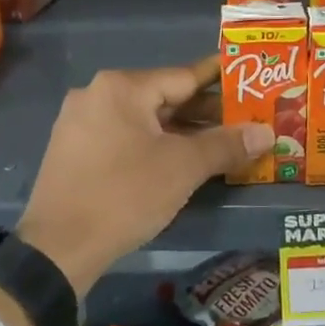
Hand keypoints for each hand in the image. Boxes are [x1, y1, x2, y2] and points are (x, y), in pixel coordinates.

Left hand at [17, 58, 270, 295]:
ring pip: (145, 119)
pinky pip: (126, 137)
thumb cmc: (125, 195)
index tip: (250, 80)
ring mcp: (82, 122)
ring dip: (182, 131)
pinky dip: (156, 144)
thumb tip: (267, 133)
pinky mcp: (75, 150)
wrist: (58, 249)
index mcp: (122, 87)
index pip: (185, 76)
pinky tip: (182, 161)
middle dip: (205, 112)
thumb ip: (226, 144)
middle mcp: (98, 94)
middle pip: (164, 97)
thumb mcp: (183, 168)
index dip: (222, 81)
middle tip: (245, 120)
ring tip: (222, 143)